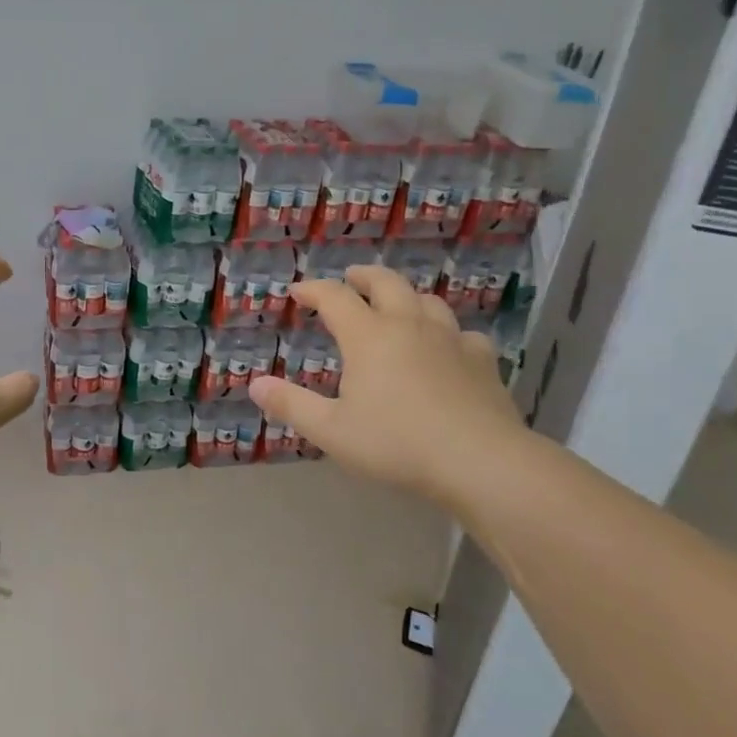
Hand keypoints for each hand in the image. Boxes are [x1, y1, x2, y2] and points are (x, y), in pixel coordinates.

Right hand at [248, 265, 527, 501]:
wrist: (479, 460)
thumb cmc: (396, 443)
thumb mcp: (331, 430)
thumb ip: (291, 405)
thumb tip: (255, 384)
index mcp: (369, 336)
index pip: (335, 297)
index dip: (313, 290)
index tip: (298, 291)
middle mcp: (409, 325)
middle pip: (386, 282)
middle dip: (363, 276)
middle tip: (350, 278)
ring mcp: (450, 339)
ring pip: (427, 300)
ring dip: (406, 296)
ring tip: (396, 306)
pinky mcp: (482, 360)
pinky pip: (462, 333)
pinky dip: (447, 332)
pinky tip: (447, 347)